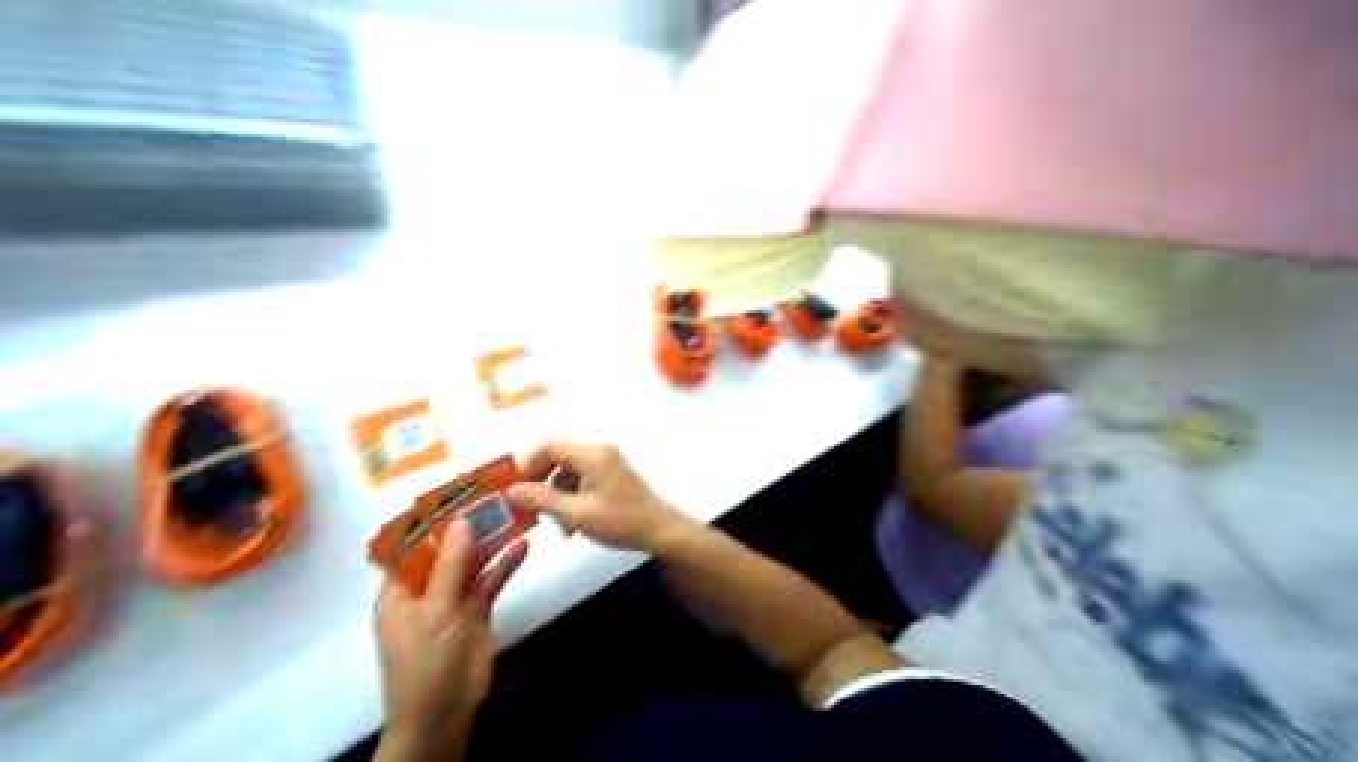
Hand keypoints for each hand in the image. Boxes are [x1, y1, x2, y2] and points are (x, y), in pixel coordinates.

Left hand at [371, 518, 526, 760]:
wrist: (448, 713)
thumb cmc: (428, 662)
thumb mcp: (437, 610)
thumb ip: (451, 564)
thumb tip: (461, 519)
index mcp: (401, 591)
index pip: (413, 547)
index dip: (433, 520)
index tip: (459, 493)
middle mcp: (428, 589)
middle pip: (449, 549)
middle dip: (470, 525)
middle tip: (495, 496)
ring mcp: (455, 597)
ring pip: (474, 560)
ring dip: (492, 540)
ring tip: (514, 512)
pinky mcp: (478, 606)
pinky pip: (492, 578)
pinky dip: (506, 563)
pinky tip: (524, 545)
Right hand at [504, 442, 691, 553]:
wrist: (658, 528)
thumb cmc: (619, 520)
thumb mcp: (577, 514)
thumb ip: (542, 500)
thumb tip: (511, 491)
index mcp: (592, 454)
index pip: (550, 444)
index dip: (528, 462)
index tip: (515, 487)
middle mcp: (599, 450)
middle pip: (558, 454)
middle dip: (540, 478)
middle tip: (527, 504)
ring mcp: (606, 459)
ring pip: (568, 466)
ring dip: (554, 489)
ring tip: (550, 519)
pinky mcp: (610, 471)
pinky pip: (581, 474)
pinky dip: (570, 492)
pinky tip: (569, 519)